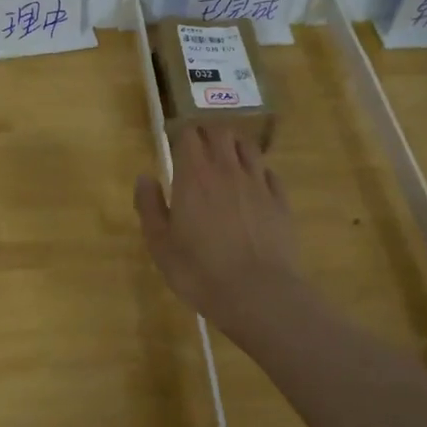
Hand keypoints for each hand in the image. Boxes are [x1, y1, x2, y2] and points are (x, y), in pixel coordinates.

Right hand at [135, 125, 305, 337]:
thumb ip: (149, 206)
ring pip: (248, 148)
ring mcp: (258, 184)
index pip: (189, 135)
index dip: (182, 136)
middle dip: (208, 135)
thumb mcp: (160, 244)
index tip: (175, 147)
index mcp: (194, 175)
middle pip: (221, 133)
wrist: (257, 294)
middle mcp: (227, 170)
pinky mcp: (281, 201)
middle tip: (199, 151)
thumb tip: (145, 177)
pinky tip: (254, 186)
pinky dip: (259, 172)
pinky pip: (270, 173)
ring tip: (227, 162)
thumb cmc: (199, 271)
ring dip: (235, 148)